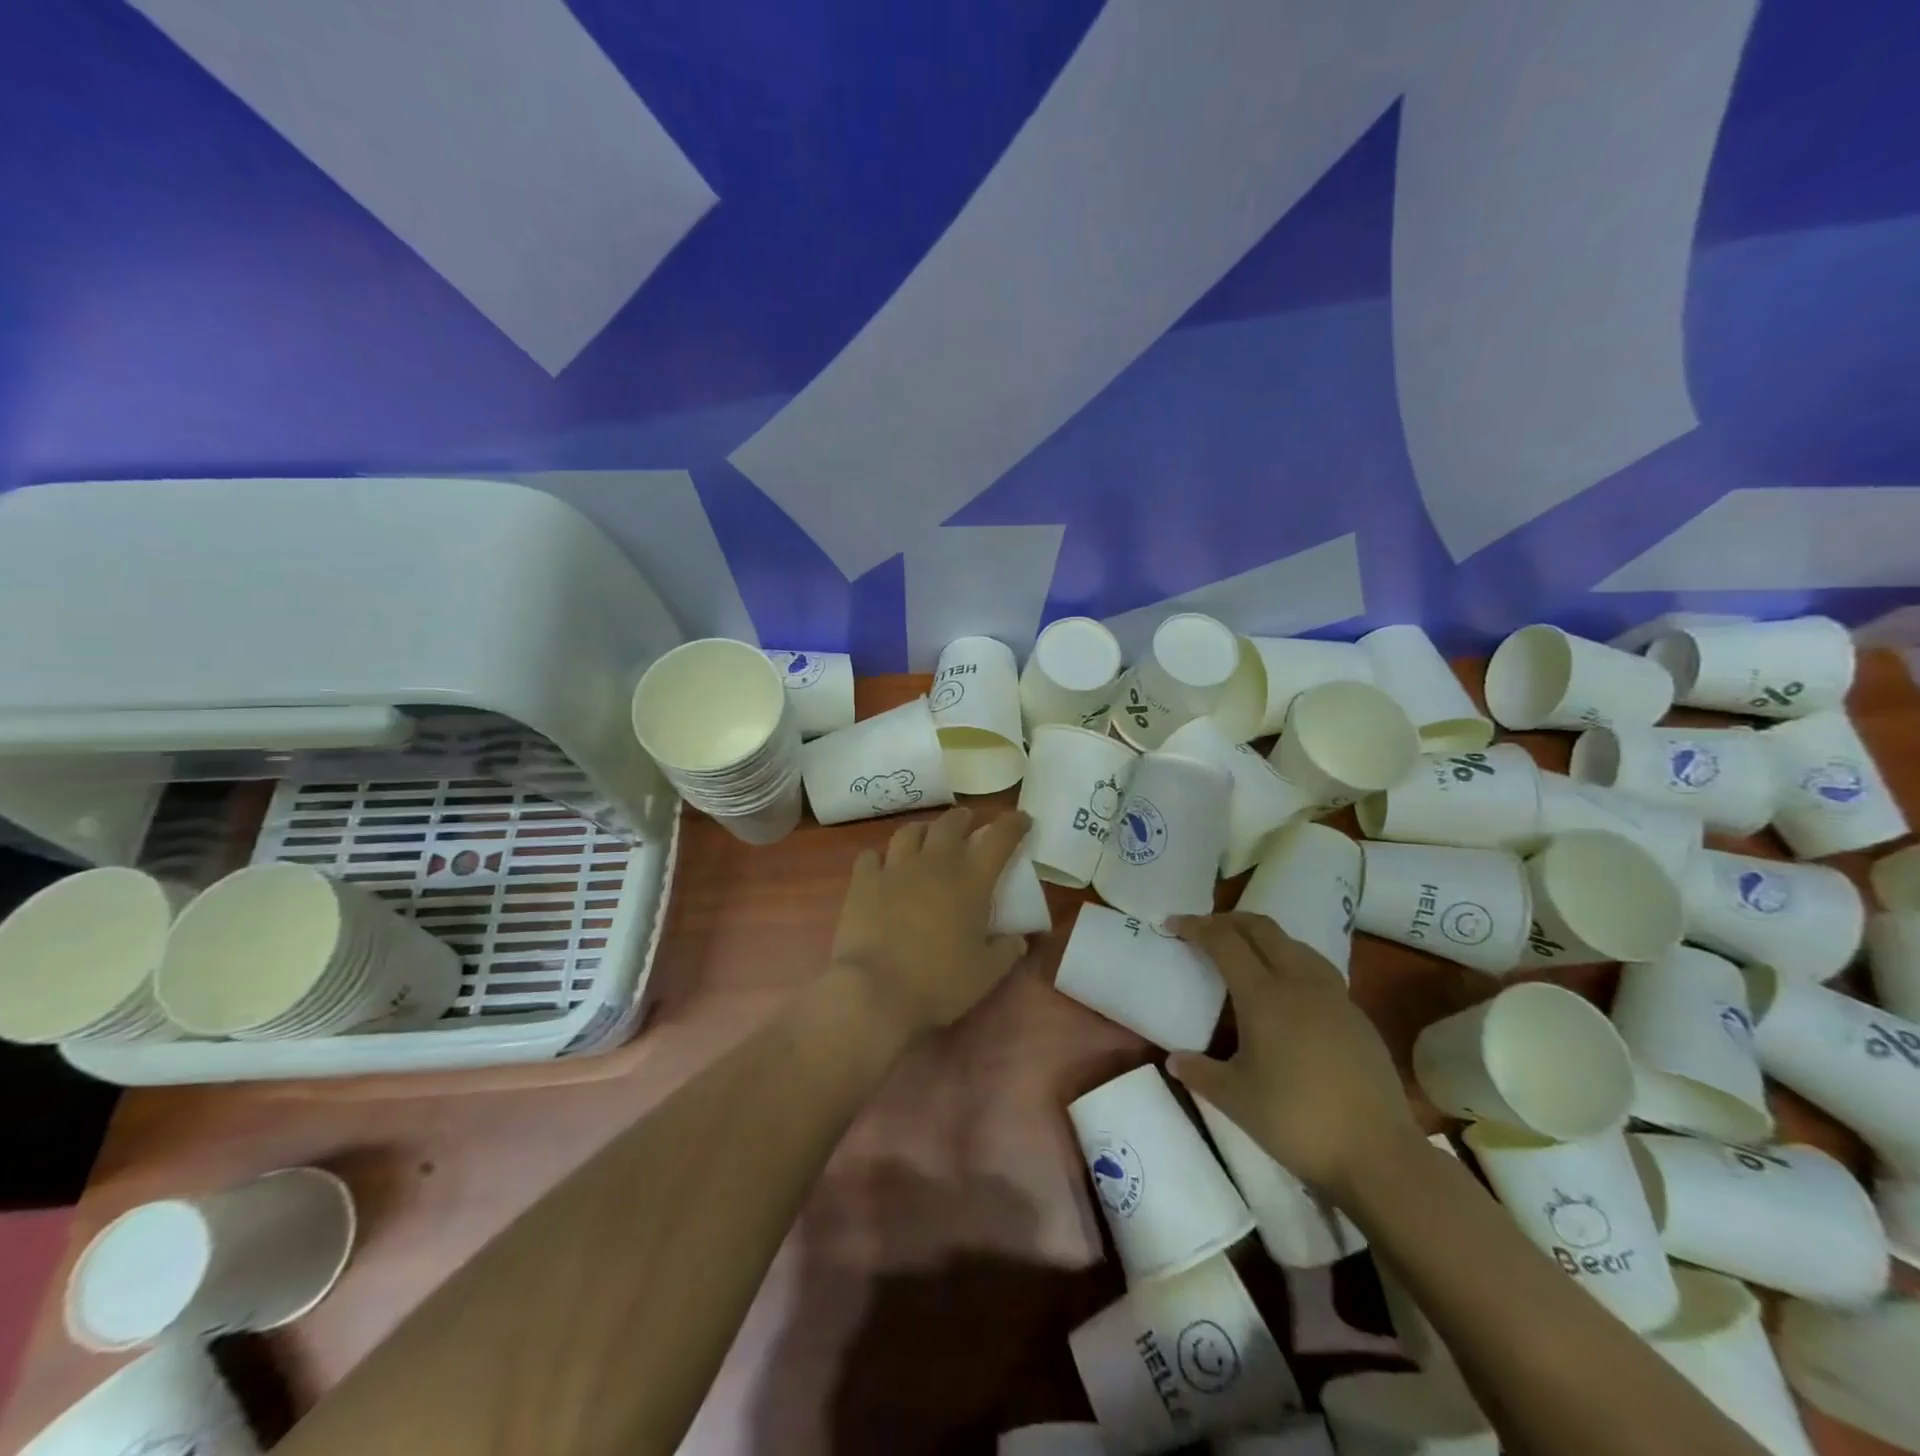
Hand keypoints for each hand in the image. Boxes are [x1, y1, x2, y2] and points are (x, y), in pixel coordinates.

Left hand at [829, 808, 1032, 1038]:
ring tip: (926, 837)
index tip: (1022, 819)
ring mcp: (895, 869)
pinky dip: (880, 858)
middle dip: (963, 818)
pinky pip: (871, 856)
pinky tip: (882, 868)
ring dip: (923, 830)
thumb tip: (1018, 940)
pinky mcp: (863, 882)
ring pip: (910, 832)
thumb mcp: (986, 973)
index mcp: (971, 880)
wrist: (876, 989)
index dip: (1013, 824)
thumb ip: (1006, 951)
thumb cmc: (939, 982)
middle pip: (951, 824)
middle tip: (968, 823)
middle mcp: (934, 863)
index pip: (999, 839)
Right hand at [1167, 912, 1421, 1198]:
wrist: (1379, 1155)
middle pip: (1262, 929)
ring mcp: (1334, 998)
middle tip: (1205, 930)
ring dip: (1264, 938)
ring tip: (1246, 953)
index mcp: (1264, 996)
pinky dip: (1292, 962)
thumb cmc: (1297, 1121)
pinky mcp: (1358, 1017)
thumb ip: (1200, 1072)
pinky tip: (1289, 992)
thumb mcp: (1235, 1099)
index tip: (1172, 924)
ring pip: (1295, 944)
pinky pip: (1318, 970)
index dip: (1196, 927)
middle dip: (1230, 921)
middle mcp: (1299, 983)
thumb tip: (1174, 1058)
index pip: (1224, 942)